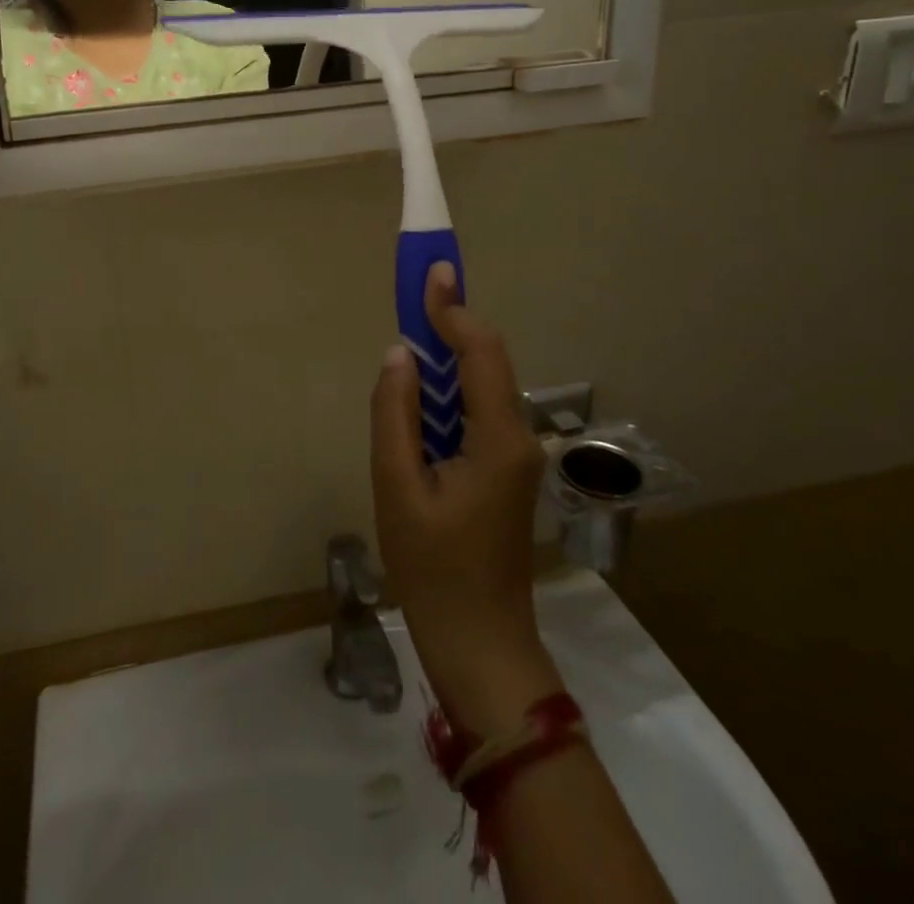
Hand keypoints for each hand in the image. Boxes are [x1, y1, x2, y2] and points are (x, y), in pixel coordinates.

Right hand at [370, 262, 561, 735]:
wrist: (479, 642)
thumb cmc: (433, 568)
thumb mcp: (398, 487)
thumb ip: (395, 413)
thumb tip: (399, 353)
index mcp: (498, 438)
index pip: (480, 352)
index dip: (453, 309)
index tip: (432, 272)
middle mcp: (518, 436)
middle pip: (487, 361)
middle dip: (451, 322)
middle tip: (416, 292)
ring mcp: (516, 454)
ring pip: (482, 384)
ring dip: (447, 355)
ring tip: (411, 334)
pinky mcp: (504, 469)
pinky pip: (477, 410)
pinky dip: (449, 388)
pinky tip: (421, 392)